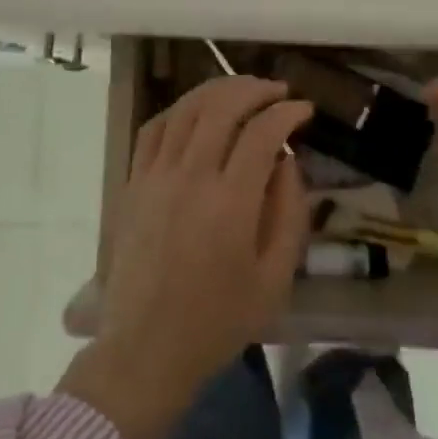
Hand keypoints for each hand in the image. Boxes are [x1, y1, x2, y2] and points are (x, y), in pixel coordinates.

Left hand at [59, 76, 313, 438]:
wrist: (146, 349)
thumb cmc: (218, 321)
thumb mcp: (275, 279)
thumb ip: (289, 213)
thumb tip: (287, 160)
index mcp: (230, 203)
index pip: (262, 133)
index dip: (287, 112)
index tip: (304, 109)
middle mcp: (190, 177)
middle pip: (222, 107)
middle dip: (255, 89)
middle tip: (277, 91)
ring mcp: (156, 176)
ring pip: (187, 109)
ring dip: (218, 90)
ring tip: (242, 90)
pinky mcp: (133, 182)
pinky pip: (155, 128)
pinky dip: (180, 109)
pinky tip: (197, 110)